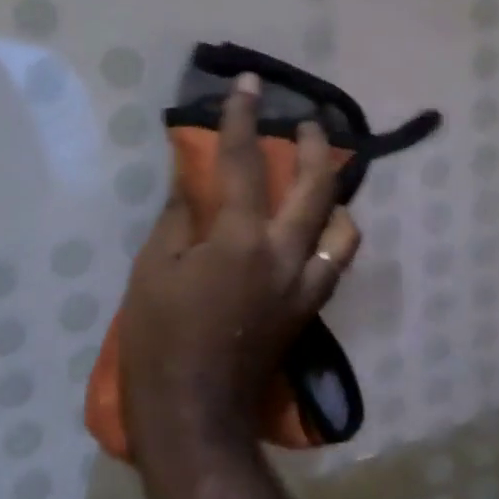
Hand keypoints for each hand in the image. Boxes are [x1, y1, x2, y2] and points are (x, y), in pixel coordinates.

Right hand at [119, 72, 360, 456]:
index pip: (244, 163)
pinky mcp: (309, 310)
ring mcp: (305, 285)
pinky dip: (331, 237)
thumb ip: (180, 216)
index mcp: (241, 240)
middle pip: (318, 187)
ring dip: (336, 196)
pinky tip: (313, 231)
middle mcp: (285, 255)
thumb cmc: (160, 339)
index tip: (250, 85)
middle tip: (308, 125)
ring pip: (344, 228)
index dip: (243, 118)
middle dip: (317, 147)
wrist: (194, 413)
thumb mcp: (154, 269)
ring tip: (319, 182)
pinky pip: (335, 263)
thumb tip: (193, 180)